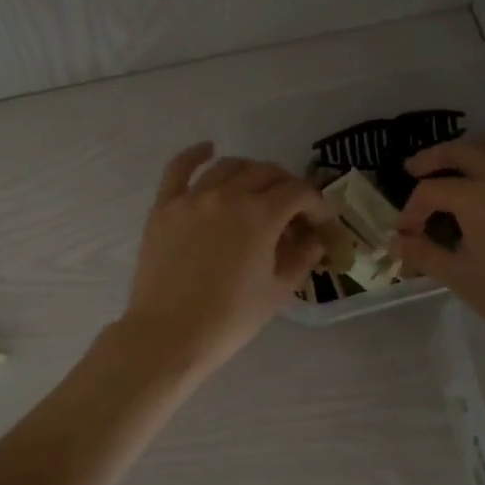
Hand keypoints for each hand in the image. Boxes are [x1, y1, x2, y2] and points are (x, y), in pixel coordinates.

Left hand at [121, 143, 328, 375]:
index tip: (320, 222)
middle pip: (267, 173)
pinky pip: (179, 168)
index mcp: (260, 216)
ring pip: (229, 166)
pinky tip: (209, 149)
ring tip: (259, 189)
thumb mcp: (276, 292)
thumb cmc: (229, 319)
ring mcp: (192, 198)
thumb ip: (301, 258)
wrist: (169, 335)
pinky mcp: (164, 207)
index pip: (298, 192)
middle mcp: (228, 195)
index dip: (316, 204)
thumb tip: (316, 241)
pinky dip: (196, 154)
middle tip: (293, 211)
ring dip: (252, 172)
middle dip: (288, 187)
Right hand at [394, 134, 484, 352]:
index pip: (432, 191)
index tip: (405, 234)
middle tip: (413, 169)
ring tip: (454, 160)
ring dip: (469, 146)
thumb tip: (396, 244)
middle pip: (462, 151)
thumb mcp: (459, 276)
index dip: (411, 211)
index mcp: (477, 197)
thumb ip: (424, 254)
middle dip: (433, 158)